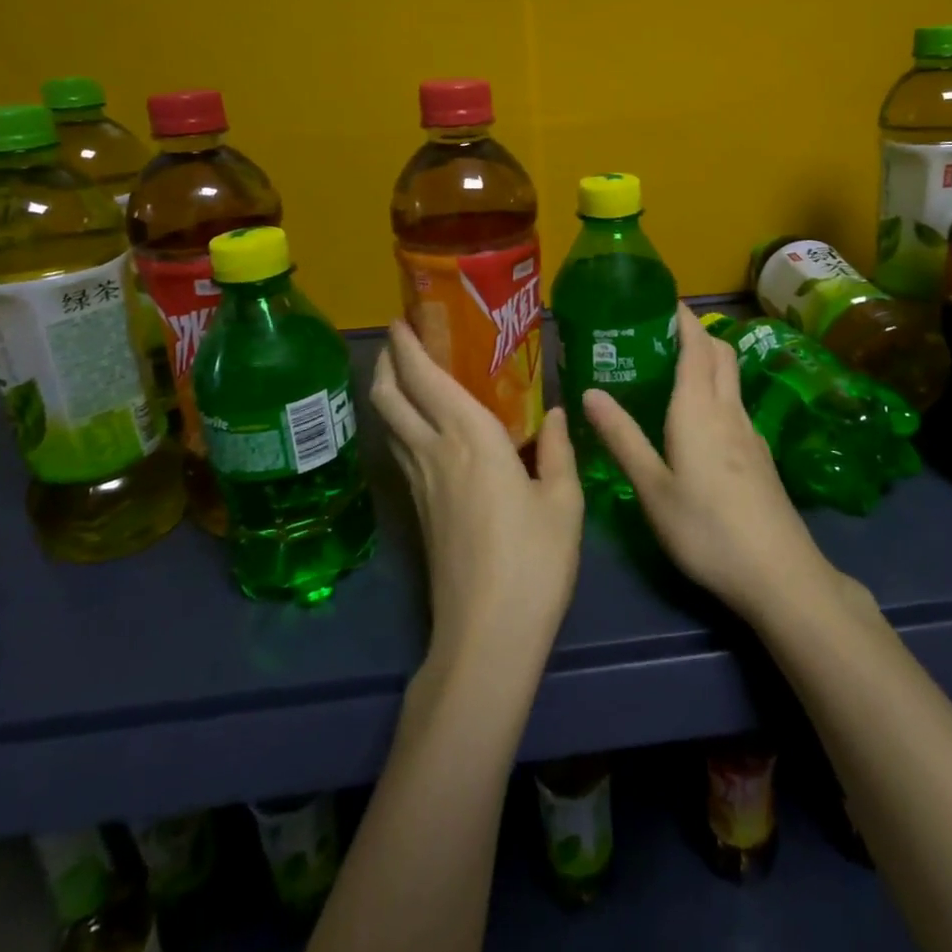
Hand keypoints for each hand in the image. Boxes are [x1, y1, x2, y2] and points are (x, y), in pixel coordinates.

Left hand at [371, 321, 584, 669]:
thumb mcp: (563, 502)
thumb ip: (557, 450)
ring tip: (405, 373)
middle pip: (391, 397)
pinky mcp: (417, 510)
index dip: (409, 346)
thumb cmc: (534, 561)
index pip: (427, 379)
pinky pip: (400, 449)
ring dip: (388, 391)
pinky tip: (420, 428)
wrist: (486, 634)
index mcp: (471, 439)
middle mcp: (435, 452)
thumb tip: (556, 413)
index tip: (403, 318)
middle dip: (387, 361)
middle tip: (400, 338)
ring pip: (389, 423)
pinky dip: (399, 423)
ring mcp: (419, 483)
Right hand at [583, 306, 834, 622]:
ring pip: (732, 378)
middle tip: (661, 331)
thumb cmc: (705, 529)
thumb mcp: (652, 488)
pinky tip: (699, 417)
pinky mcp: (760, 455)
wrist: (778, 573)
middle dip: (696, 333)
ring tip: (674, 367)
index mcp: (698, 409)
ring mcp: (750, 433)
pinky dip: (717, 389)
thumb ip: (622, 437)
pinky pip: (736, 403)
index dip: (682, 318)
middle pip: (720, 354)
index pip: (696, 346)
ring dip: (709, 359)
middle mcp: (729, 411)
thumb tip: (589, 392)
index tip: (663, 300)